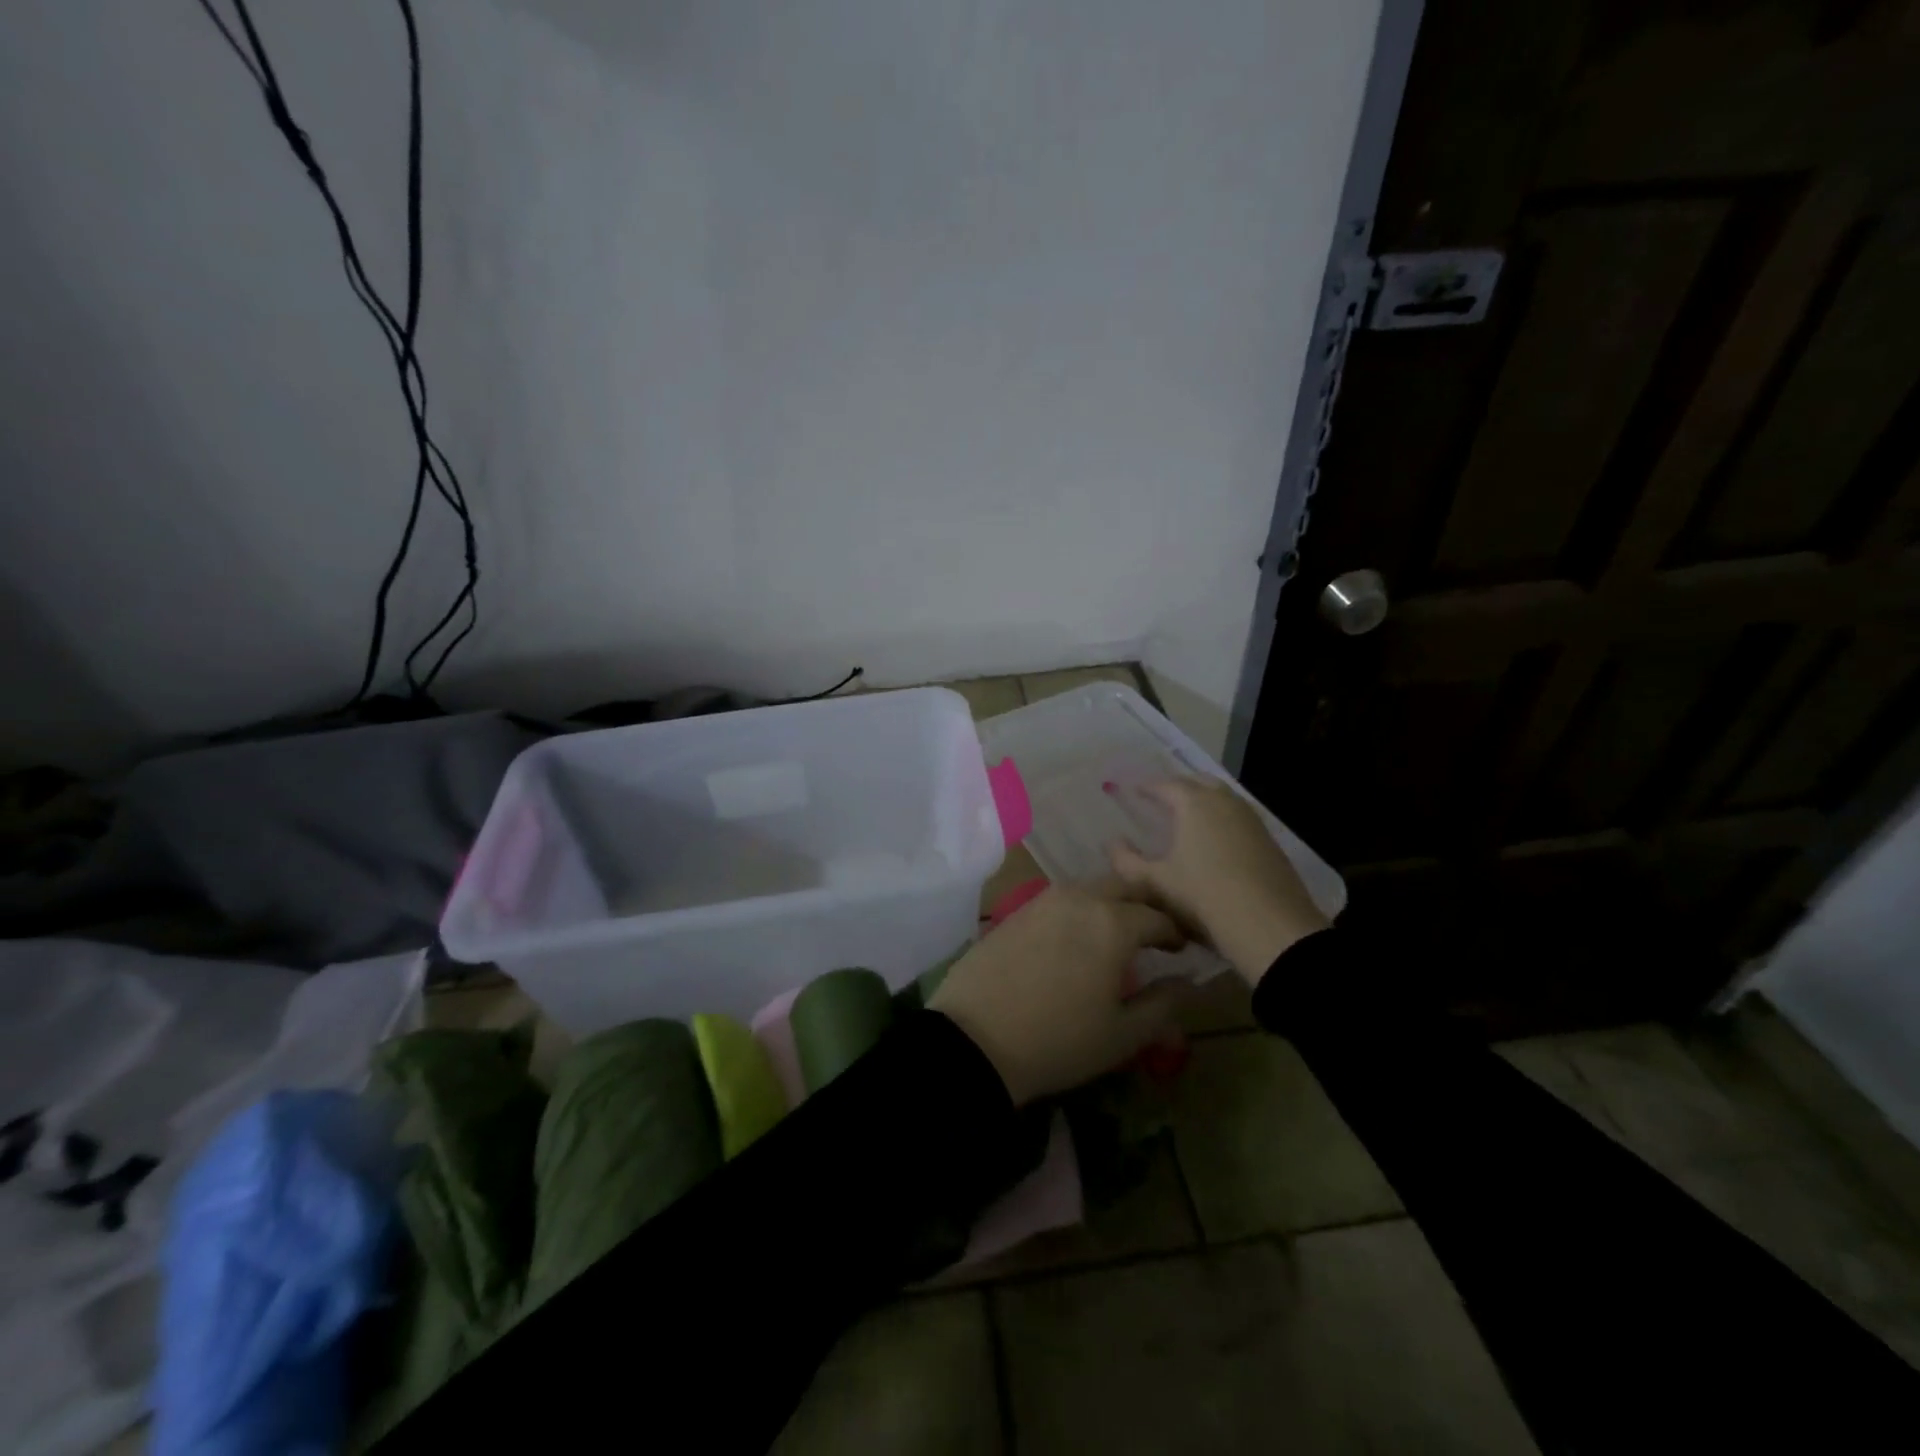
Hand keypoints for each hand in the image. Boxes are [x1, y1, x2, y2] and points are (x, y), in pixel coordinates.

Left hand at [929, 882, 1188, 1104]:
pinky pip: (1060, 899)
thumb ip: (1163, 1005)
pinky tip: (1076, 938)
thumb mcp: (1123, 1035)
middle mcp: (1080, 898)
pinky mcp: (1017, 909)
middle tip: (1154, 935)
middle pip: (1125, 886)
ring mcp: (1043, 899)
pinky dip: (1079, 909)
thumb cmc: (1057, 1041)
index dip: (1177, 933)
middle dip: (1146, 905)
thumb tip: (1188, 982)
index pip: (1159, 917)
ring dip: (1111, 903)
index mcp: (1113, 923)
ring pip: (1091, 888)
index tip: (1183, 951)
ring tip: (1116, 935)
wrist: (974, 1039)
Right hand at [1108, 777, 1330, 983]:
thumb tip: (1111, 842)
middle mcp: (1225, 802)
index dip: (1147, 786)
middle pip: (1199, 783)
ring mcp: (1252, 820)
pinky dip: (1222, 820)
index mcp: (1194, 803)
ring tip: (1187, 818)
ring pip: (1223, 799)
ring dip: (1204, 801)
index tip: (1132, 790)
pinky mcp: (1269, 841)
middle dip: (1178, 787)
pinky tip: (1215, 842)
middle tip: (1161, 798)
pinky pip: (1239, 818)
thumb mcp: (1154, 883)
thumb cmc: (1203, 896)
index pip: (1166, 785)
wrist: (1270, 927)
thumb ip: (1126, 861)